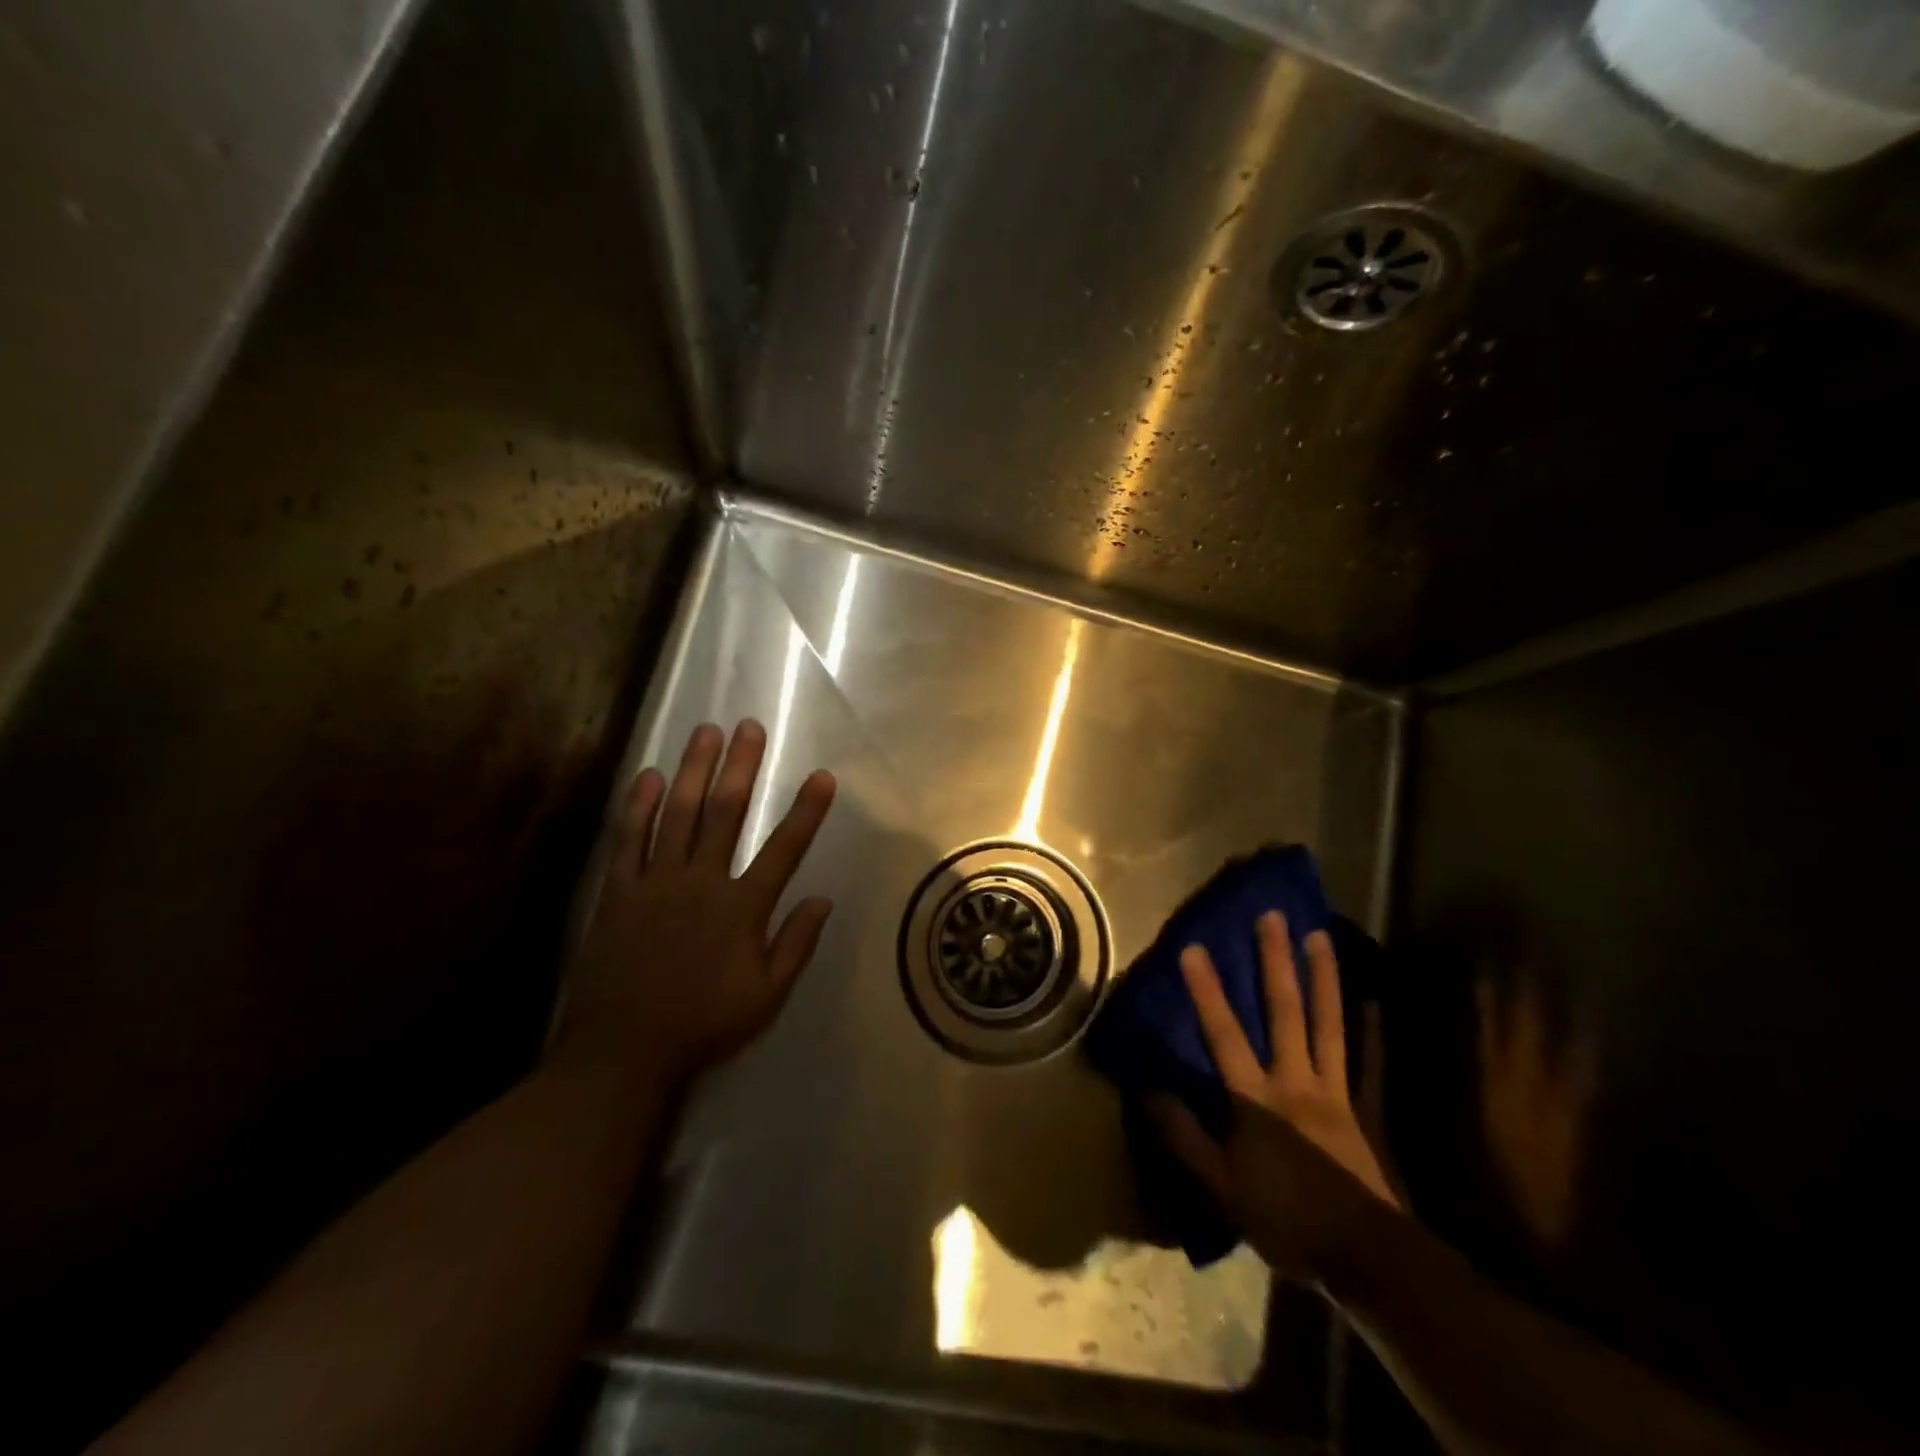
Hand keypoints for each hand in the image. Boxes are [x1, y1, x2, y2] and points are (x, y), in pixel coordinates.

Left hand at [554, 720, 836, 1085]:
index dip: (805, 811)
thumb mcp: (766, 997)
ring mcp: (656, 883)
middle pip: (724, 814)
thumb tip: (824, 899)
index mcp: (741, 908)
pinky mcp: (618, 891)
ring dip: (692, 770)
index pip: (784, 849)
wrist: (622, 1050)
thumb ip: (796, 945)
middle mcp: (701, 882)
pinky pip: (627, 840)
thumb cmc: (703, 1024)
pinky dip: (637, 806)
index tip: (821, 776)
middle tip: (750, 727)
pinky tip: (647, 776)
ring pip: (676, 814)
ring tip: (706, 732)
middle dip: (741, 767)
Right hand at [1153, 911, 1401, 1281]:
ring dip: (1322, 976)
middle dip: (1275, 962)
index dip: (1207, 991)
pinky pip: (1363, 1057)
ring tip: (1318, 936)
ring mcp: (1332, 1088)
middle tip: (1272, 916)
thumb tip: (1147, 1091)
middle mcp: (1295, 1079)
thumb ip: (1185, 1137)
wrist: (1366, 1255)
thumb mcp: (1222, 1187)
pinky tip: (1373, 998)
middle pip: (1284, 1011)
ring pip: (1326, 1022)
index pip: (1225, 1034)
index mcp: (1257, 1097)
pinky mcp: (1358, 1105)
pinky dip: (1369, 1026)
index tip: (1193, 947)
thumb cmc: (1286, 1218)